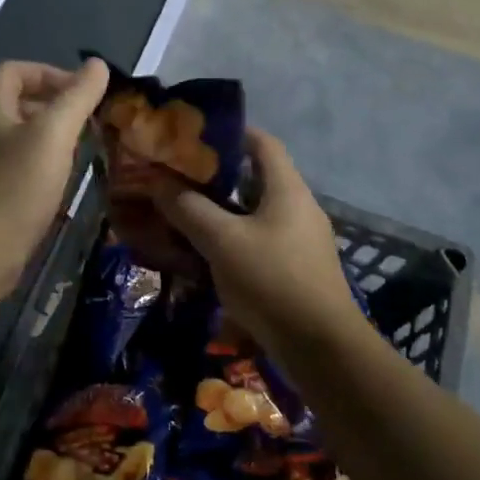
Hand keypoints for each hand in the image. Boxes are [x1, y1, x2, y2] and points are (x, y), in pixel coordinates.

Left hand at [0, 59, 108, 270]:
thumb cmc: (16, 187)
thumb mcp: (54, 134)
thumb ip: (77, 97)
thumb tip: (98, 65)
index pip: (14, 71)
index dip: (49, 73)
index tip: (81, 94)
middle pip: (15, 104)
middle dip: (53, 107)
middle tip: (86, 125)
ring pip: (16, 139)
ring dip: (48, 140)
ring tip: (77, 156)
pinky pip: (13, 170)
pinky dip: (38, 169)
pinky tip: (57, 189)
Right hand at [154, 129, 359, 344]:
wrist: (321, 347)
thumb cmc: (272, 280)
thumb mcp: (222, 241)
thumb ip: (189, 209)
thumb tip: (158, 181)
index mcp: (287, 189)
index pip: (263, 142)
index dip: (231, 132)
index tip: (194, 136)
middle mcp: (299, 207)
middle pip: (257, 177)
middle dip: (218, 175)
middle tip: (179, 177)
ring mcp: (301, 239)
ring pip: (256, 212)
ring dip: (223, 210)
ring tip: (185, 213)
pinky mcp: (297, 268)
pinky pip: (260, 239)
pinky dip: (234, 237)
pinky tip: (207, 253)